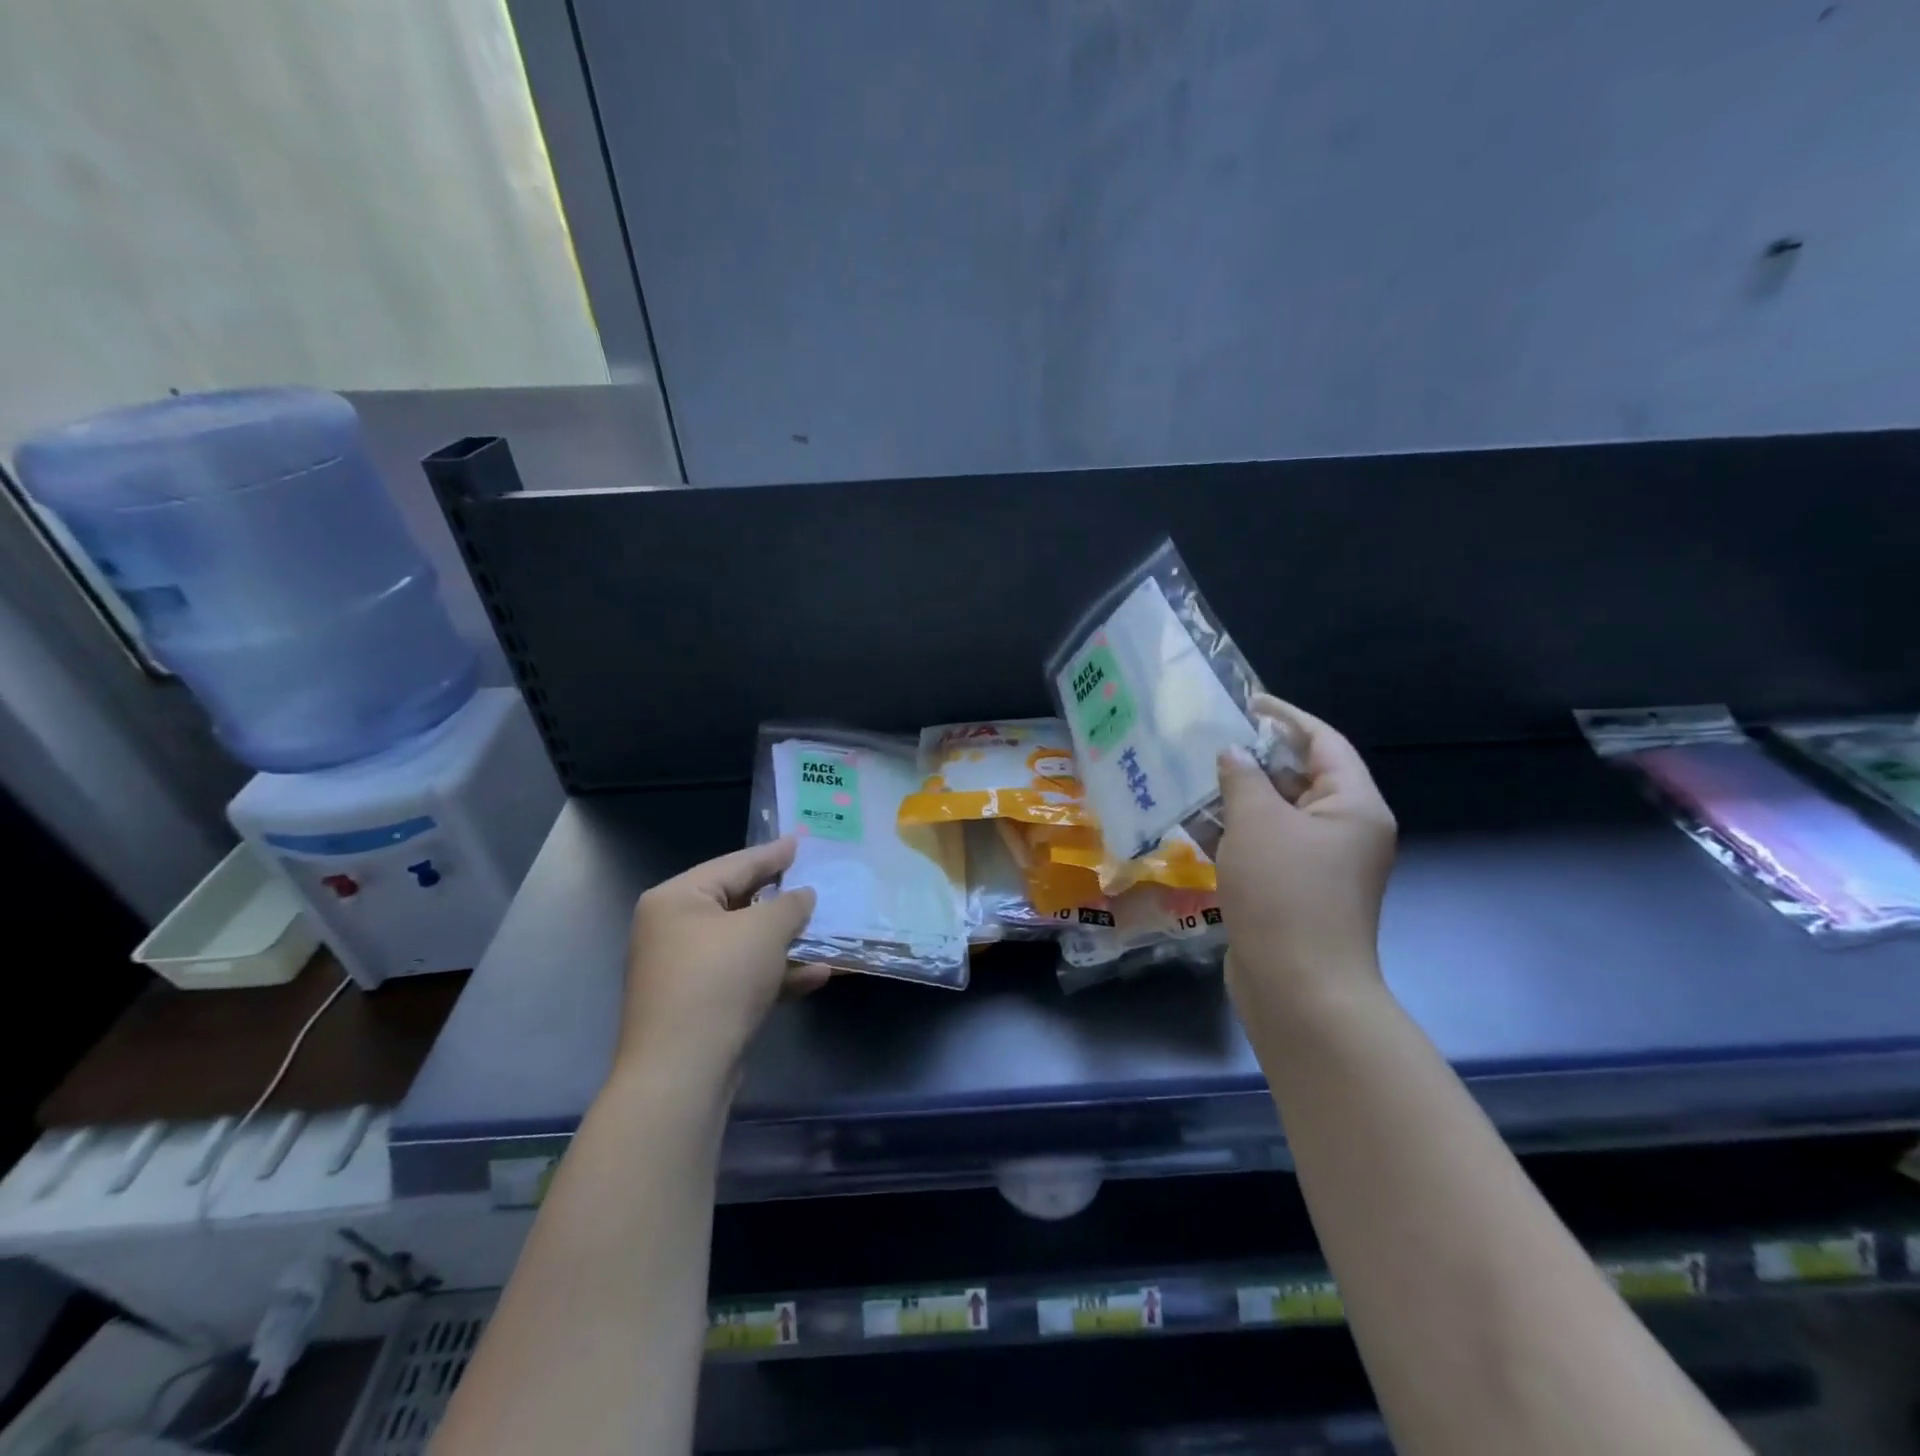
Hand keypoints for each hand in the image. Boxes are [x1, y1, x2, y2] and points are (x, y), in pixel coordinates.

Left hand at [616, 837, 822, 1087]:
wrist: (682, 1073)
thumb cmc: (718, 981)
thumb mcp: (763, 930)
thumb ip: (790, 904)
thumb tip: (803, 895)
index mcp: (676, 899)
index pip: (734, 864)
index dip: (773, 853)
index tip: (802, 841)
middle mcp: (673, 929)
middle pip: (739, 904)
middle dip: (783, 901)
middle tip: (817, 882)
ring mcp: (685, 971)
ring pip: (745, 944)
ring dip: (787, 941)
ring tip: (827, 930)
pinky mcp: (700, 1006)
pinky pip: (744, 977)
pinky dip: (777, 974)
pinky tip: (818, 975)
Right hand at [1215, 695, 1396, 1025]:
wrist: (1298, 989)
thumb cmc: (1285, 893)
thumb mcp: (1258, 823)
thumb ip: (1243, 779)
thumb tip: (1232, 754)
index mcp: (1353, 806)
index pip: (1324, 743)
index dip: (1285, 717)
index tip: (1245, 702)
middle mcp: (1345, 831)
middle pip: (1301, 778)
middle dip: (1255, 758)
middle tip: (1208, 739)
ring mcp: (1320, 865)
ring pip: (1277, 815)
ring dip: (1238, 797)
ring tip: (1191, 775)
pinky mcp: (1294, 892)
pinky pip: (1265, 847)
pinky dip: (1234, 833)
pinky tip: (1192, 824)